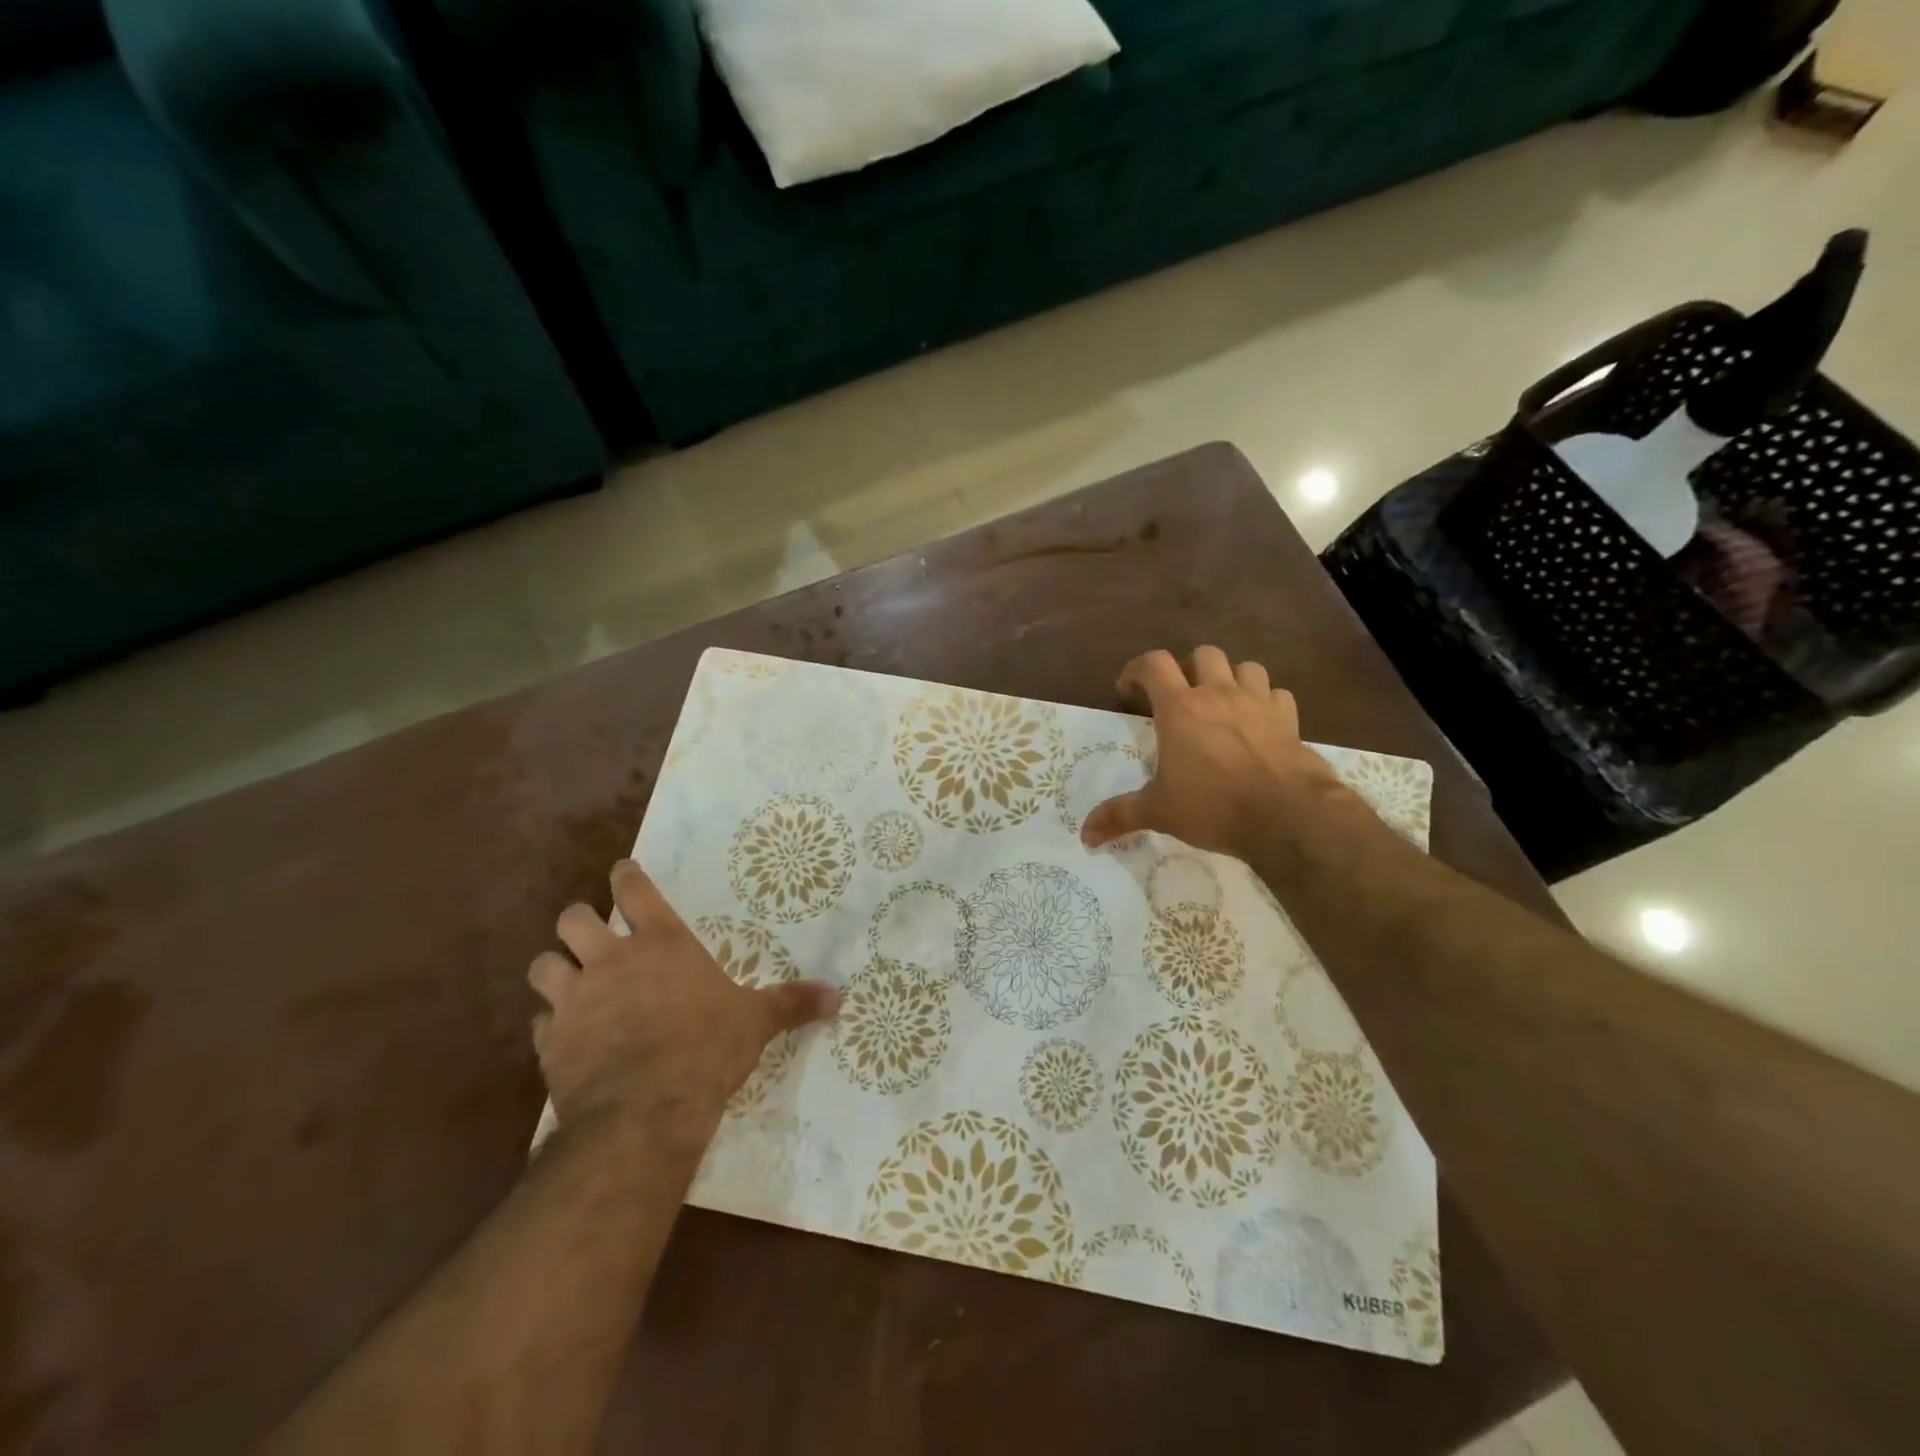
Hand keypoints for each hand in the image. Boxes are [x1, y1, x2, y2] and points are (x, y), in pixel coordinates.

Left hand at [529, 861, 838, 1153]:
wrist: (646, 1111)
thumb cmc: (706, 1048)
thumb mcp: (756, 1022)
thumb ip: (792, 1003)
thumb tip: (839, 997)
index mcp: (662, 943)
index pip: (634, 890)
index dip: (626, 876)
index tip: (623, 871)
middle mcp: (611, 961)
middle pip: (573, 920)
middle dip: (579, 922)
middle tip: (592, 934)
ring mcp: (575, 1001)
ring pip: (544, 965)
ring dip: (555, 969)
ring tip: (568, 981)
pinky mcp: (551, 1043)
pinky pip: (539, 1022)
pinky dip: (550, 1024)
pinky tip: (565, 1037)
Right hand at [1081, 647, 1350, 860]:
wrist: (1286, 816)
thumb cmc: (1213, 807)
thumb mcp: (1158, 812)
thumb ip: (1120, 816)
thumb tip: (1085, 835)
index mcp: (1180, 708)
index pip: (1153, 664)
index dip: (1136, 670)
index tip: (1129, 691)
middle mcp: (1218, 694)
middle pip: (1203, 654)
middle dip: (1188, 669)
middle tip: (1180, 697)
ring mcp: (1258, 703)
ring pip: (1245, 667)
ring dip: (1231, 678)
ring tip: (1222, 703)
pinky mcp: (1289, 719)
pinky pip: (1277, 694)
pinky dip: (1265, 701)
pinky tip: (1259, 722)